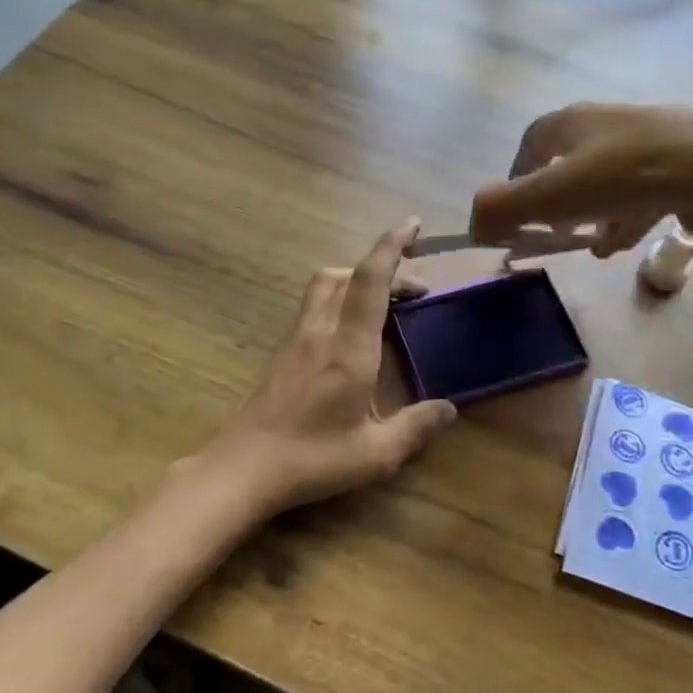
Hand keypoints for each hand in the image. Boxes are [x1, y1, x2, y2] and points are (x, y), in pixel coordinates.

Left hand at [208, 219, 456, 516]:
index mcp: (349, 347)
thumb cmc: (313, 458)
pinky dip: (338, 299)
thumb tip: (449, 409)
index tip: (412, 224)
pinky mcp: (282, 353)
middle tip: (414, 289)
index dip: (392, 246)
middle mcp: (320, 331)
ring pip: (324, 286)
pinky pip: (314, 307)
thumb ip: (415, 427)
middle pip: (345, 274)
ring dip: (356, 279)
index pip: (371, 280)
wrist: (243, 468)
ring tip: (385, 303)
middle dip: (382, 267)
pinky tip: (351, 333)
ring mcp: (296, 340)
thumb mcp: (376, 453)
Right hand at [470, 103, 692, 255]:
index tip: (518, 217)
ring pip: (606, 181)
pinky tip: (630, 240)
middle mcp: (605, 121)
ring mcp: (647, 138)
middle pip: (568, 165)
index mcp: (570, 121)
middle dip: (559, 204)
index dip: (516, 181)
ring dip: (594, 215)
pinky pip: (641, 190)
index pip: (529, 146)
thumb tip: (474, 225)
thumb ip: (501, 209)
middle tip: (560, 234)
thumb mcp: (549, 196)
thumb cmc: (622, 176)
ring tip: (598, 246)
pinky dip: (628, 215)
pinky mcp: (681, 159)